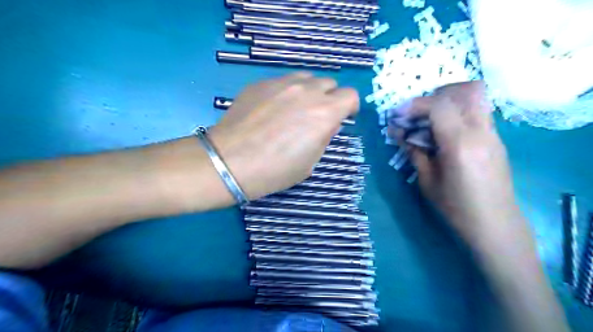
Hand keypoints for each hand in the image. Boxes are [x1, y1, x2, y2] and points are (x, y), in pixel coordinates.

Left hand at [206, 71, 359, 200]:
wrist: (231, 162)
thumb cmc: (275, 170)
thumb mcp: (310, 162)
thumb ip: (323, 137)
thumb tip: (325, 124)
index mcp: (324, 113)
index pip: (350, 96)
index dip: (349, 107)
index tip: (343, 117)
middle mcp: (306, 91)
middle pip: (329, 83)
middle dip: (329, 98)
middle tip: (317, 115)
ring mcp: (281, 83)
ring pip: (306, 78)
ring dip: (308, 91)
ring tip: (295, 108)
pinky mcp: (260, 83)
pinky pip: (282, 81)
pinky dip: (285, 91)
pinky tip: (271, 109)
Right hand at [393, 80, 520, 245]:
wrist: (495, 225)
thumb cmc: (456, 207)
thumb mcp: (427, 180)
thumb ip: (414, 151)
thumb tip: (399, 132)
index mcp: (460, 143)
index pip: (439, 105)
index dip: (414, 105)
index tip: (398, 115)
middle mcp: (481, 131)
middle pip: (465, 90)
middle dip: (435, 95)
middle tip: (417, 113)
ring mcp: (493, 133)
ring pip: (475, 97)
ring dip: (449, 100)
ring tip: (429, 119)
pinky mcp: (496, 139)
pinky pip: (477, 112)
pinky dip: (458, 112)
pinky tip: (444, 132)